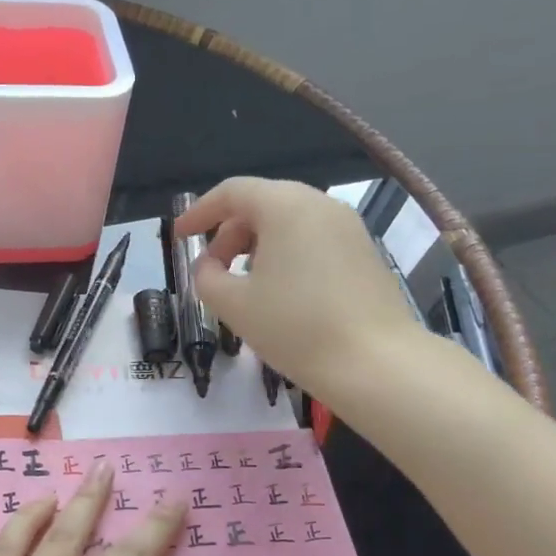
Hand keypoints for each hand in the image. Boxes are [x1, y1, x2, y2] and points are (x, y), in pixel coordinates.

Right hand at [174, 177, 426, 395]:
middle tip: (212, 269)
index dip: (199, 211)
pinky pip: (313, 238)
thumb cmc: (295, 327)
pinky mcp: (364, 252)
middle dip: (228, 232)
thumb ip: (206, 276)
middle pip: (262, 203)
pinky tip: (280, 291)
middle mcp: (319, 204)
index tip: (180, 236)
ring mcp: (348, 227)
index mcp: (285, 206)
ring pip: (289, 221)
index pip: (232, 192)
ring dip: (256, 244)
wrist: (375, 363)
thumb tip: (209, 266)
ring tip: (243, 283)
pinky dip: (286, 253)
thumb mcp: (233, 304)